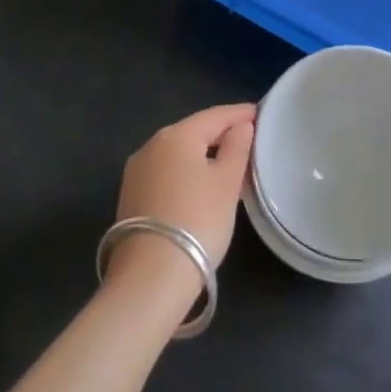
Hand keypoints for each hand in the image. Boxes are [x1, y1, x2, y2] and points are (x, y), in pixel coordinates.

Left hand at [109, 104, 255, 307]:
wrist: (150, 277)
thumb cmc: (198, 221)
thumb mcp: (227, 183)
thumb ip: (237, 148)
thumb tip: (241, 126)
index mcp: (176, 135)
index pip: (215, 115)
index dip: (240, 114)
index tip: (260, 114)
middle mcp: (151, 145)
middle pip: (193, 132)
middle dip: (220, 134)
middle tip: (248, 141)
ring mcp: (136, 172)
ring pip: (178, 153)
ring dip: (202, 155)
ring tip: (228, 165)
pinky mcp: (130, 196)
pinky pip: (166, 173)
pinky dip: (186, 172)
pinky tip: (200, 186)